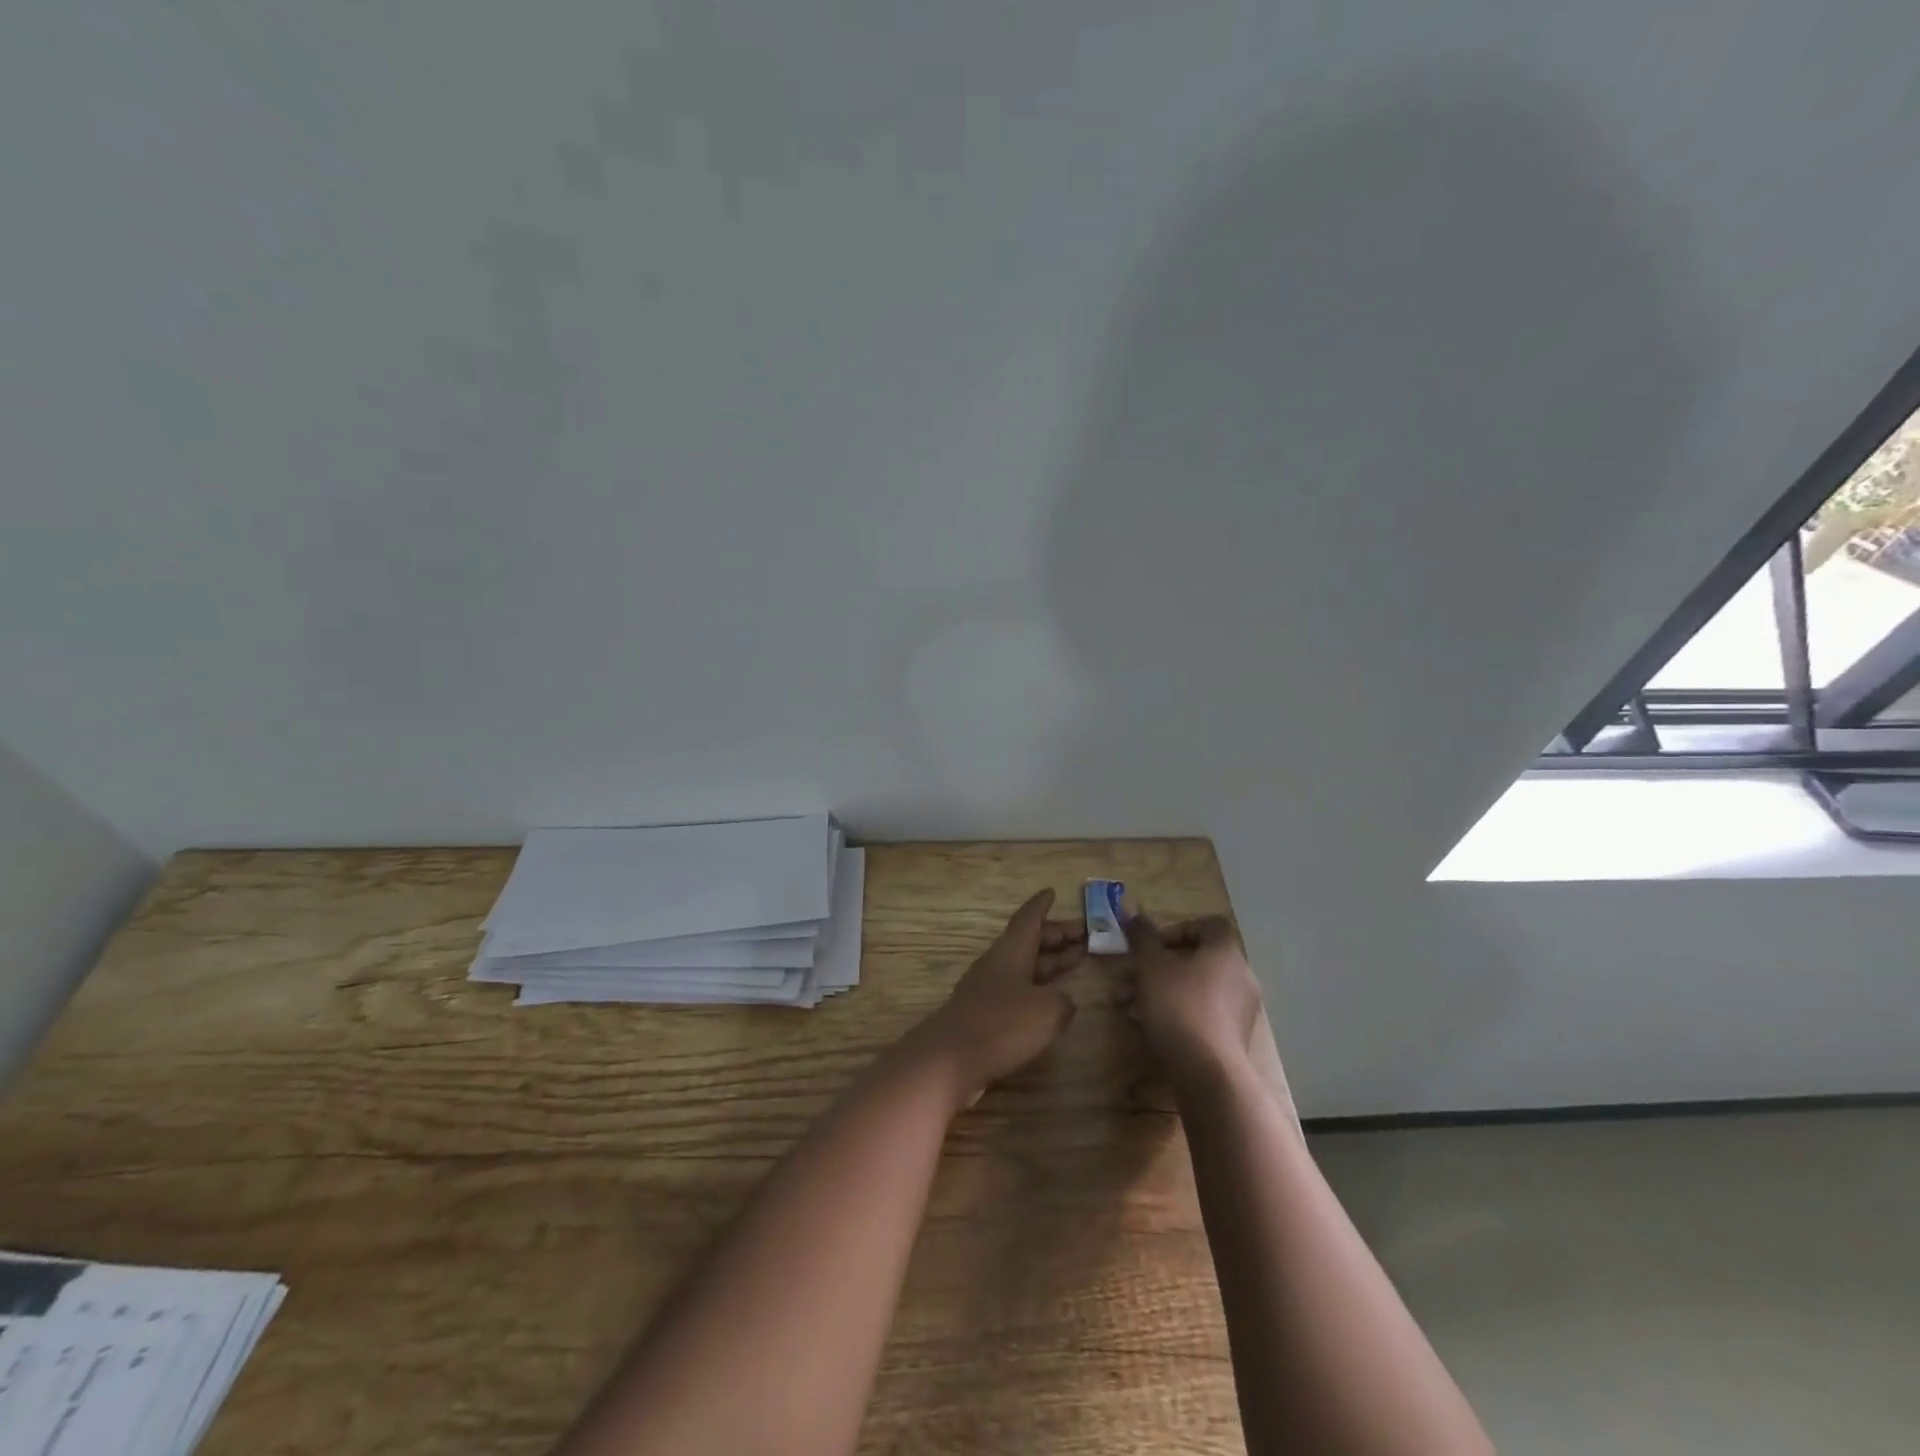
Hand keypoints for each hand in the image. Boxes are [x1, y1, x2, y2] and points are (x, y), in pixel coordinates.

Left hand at [910, 889, 1085, 1105]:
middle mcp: (998, 965)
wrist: (950, 1060)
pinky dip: (1038, 989)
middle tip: (1084, 933)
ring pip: (1025, 967)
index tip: (1052, 892)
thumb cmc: (1001, 1024)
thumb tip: (1062, 1002)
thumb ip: (1062, 1002)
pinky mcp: (985, 1016)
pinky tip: (1052, 1001)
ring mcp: (989, 990)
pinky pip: (1018, 992)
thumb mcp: (1047, 1011)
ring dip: (1050, 962)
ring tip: (1076, 960)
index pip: (1028, 918)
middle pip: (1029, 942)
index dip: (1041, 906)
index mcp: (1011, 951)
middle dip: (1056, 936)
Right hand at [1117, 910, 1264, 1083]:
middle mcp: (1239, 975)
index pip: (1205, 925)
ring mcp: (1240, 1007)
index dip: (1175, 930)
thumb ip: (1141, 935)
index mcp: (1225, 951)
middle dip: (1157, 967)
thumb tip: (1129, 908)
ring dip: (1160, 990)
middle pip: (1195, 958)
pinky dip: (1176, 1012)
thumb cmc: (1179, 1006)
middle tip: (1130, 978)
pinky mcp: (1233, 1036)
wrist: (1208, 1072)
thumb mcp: (1151, 965)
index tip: (1151, 947)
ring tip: (1129, 1006)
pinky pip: (1201, 1012)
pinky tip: (1148, 1025)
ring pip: (1194, 987)